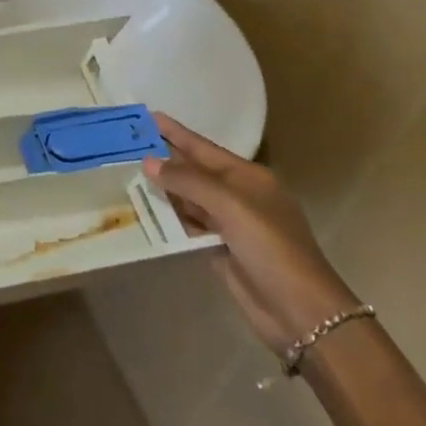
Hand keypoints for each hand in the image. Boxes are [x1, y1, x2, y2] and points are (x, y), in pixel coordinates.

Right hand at [144, 113, 358, 356]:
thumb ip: (188, 182)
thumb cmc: (270, 247)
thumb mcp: (231, 207)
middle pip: (193, 171)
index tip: (147, 116)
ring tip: (125, 175)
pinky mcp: (219, 249)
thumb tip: (149, 162)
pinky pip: (187, 226)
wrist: (299, 309)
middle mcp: (237, 195)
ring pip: (188, 199)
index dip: (175, 132)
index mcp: (247, 177)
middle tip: (125, 145)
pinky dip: (168, 219)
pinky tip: (143, 211)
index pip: (203, 147)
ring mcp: (229, 224)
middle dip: (163, 159)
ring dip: (162, 189)